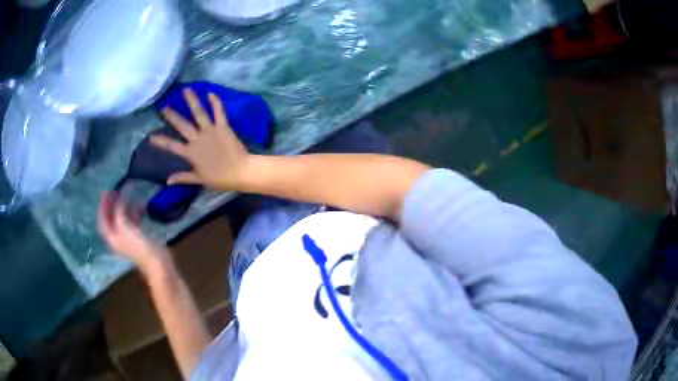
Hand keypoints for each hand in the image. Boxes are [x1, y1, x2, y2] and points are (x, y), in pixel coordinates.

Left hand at [98, 192, 169, 274]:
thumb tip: (119, 200)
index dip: (103, 206)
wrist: (157, 263)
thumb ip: (119, 213)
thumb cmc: (139, 247)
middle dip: (113, 205)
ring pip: (123, 219)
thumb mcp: (125, 228)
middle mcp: (118, 238)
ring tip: (130, 195)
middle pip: (112, 219)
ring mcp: (128, 238)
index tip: (106, 191)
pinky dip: (135, 213)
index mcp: (112, 237)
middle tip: (117, 190)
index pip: (103, 220)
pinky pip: (134, 222)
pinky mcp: (139, 238)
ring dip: (125, 207)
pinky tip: (142, 206)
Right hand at [151, 89, 252, 190]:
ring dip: (192, 101)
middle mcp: (198, 139)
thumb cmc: (220, 178)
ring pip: (199, 113)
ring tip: (186, 90)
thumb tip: (168, 181)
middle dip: (172, 116)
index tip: (151, 136)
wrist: (240, 171)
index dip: (161, 141)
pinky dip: (215, 102)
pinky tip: (210, 92)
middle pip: (182, 125)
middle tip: (163, 107)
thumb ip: (183, 177)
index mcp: (191, 153)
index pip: (172, 146)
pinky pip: (219, 112)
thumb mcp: (199, 179)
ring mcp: (210, 131)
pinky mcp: (223, 126)